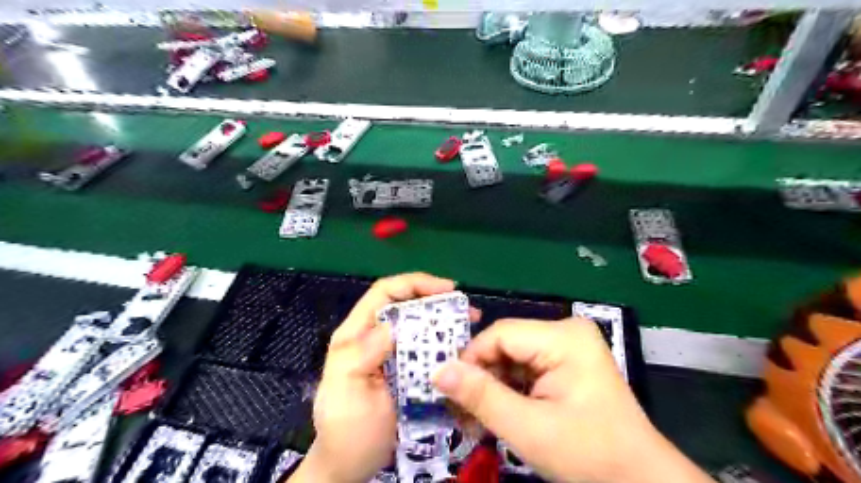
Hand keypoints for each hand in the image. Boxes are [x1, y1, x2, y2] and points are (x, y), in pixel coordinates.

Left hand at [289, 271, 459, 482]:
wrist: (351, 465)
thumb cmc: (347, 430)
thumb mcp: (347, 392)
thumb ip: (362, 355)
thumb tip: (392, 325)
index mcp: (356, 334)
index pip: (384, 293)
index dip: (414, 284)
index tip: (446, 289)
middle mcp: (373, 336)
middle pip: (405, 304)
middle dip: (435, 300)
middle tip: (466, 308)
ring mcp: (391, 353)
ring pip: (418, 325)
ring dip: (443, 321)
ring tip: (469, 324)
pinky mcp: (405, 370)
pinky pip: (426, 348)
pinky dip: (443, 343)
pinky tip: (461, 348)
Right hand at [431, 317, 713, 482]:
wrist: (640, 481)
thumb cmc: (590, 455)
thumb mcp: (529, 429)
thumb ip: (481, 397)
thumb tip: (438, 371)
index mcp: (563, 337)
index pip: (500, 334)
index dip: (470, 360)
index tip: (451, 393)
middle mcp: (565, 332)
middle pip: (505, 346)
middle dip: (480, 379)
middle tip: (460, 414)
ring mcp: (567, 347)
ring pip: (511, 358)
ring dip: (491, 388)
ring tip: (476, 420)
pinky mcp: (566, 363)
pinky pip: (525, 369)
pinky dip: (508, 391)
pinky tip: (498, 414)